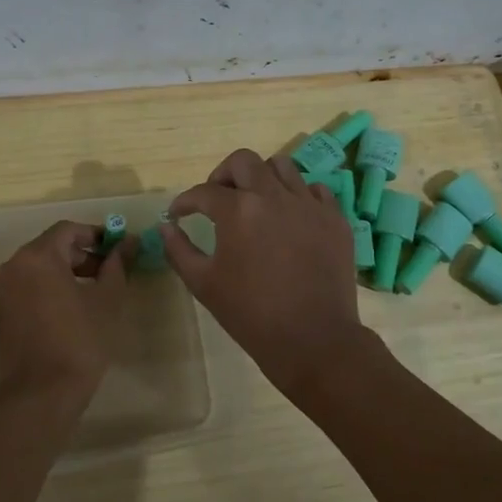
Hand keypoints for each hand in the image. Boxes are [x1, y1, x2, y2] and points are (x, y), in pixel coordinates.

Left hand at [0, 220, 133, 415]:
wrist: (40, 396)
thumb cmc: (79, 342)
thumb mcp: (107, 300)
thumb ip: (117, 265)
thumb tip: (129, 242)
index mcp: (38, 256)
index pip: (69, 229)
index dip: (97, 234)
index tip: (120, 249)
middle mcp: (14, 266)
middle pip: (53, 247)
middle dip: (84, 255)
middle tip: (112, 272)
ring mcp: (4, 290)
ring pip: (41, 268)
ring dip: (69, 272)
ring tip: (97, 292)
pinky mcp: (2, 312)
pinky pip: (30, 287)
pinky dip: (52, 288)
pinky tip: (75, 310)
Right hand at [159, 148, 364, 390]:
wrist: (313, 339)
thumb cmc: (251, 314)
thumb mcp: (203, 284)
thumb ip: (179, 250)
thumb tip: (167, 227)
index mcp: (238, 210)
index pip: (203, 192)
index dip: (185, 201)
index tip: (179, 214)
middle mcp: (273, 196)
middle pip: (244, 161)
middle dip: (223, 174)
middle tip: (217, 198)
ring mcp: (308, 204)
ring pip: (282, 166)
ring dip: (262, 178)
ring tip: (256, 202)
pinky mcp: (334, 218)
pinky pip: (315, 190)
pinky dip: (298, 194)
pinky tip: (290, 216)